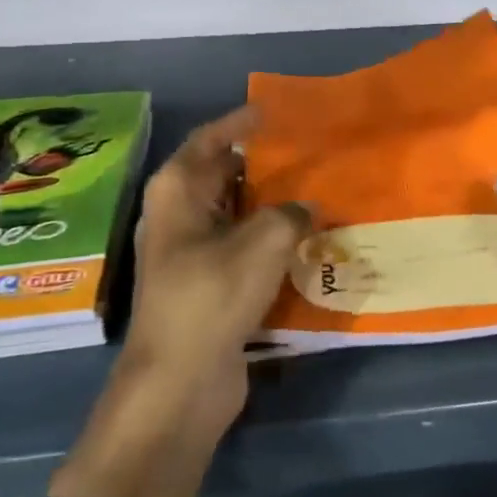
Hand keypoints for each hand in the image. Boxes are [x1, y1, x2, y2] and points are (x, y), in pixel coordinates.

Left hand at [49, 107, 312, 496]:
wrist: (180, 384)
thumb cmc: (210, 298)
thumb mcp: (262, 244)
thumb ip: (292, 214)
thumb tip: (308, 207)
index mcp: (178, 191)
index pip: (211, 138)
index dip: (242, 122)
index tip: (278, 112)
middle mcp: (180, 214)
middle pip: (225, 173)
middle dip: (265, 162)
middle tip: (310, 151)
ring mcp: (193, 251)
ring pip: (238, 212)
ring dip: (273, 203)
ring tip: (318, 189)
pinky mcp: (209, 282)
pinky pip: (244, 245)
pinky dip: (271, 237)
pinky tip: (308, 237)